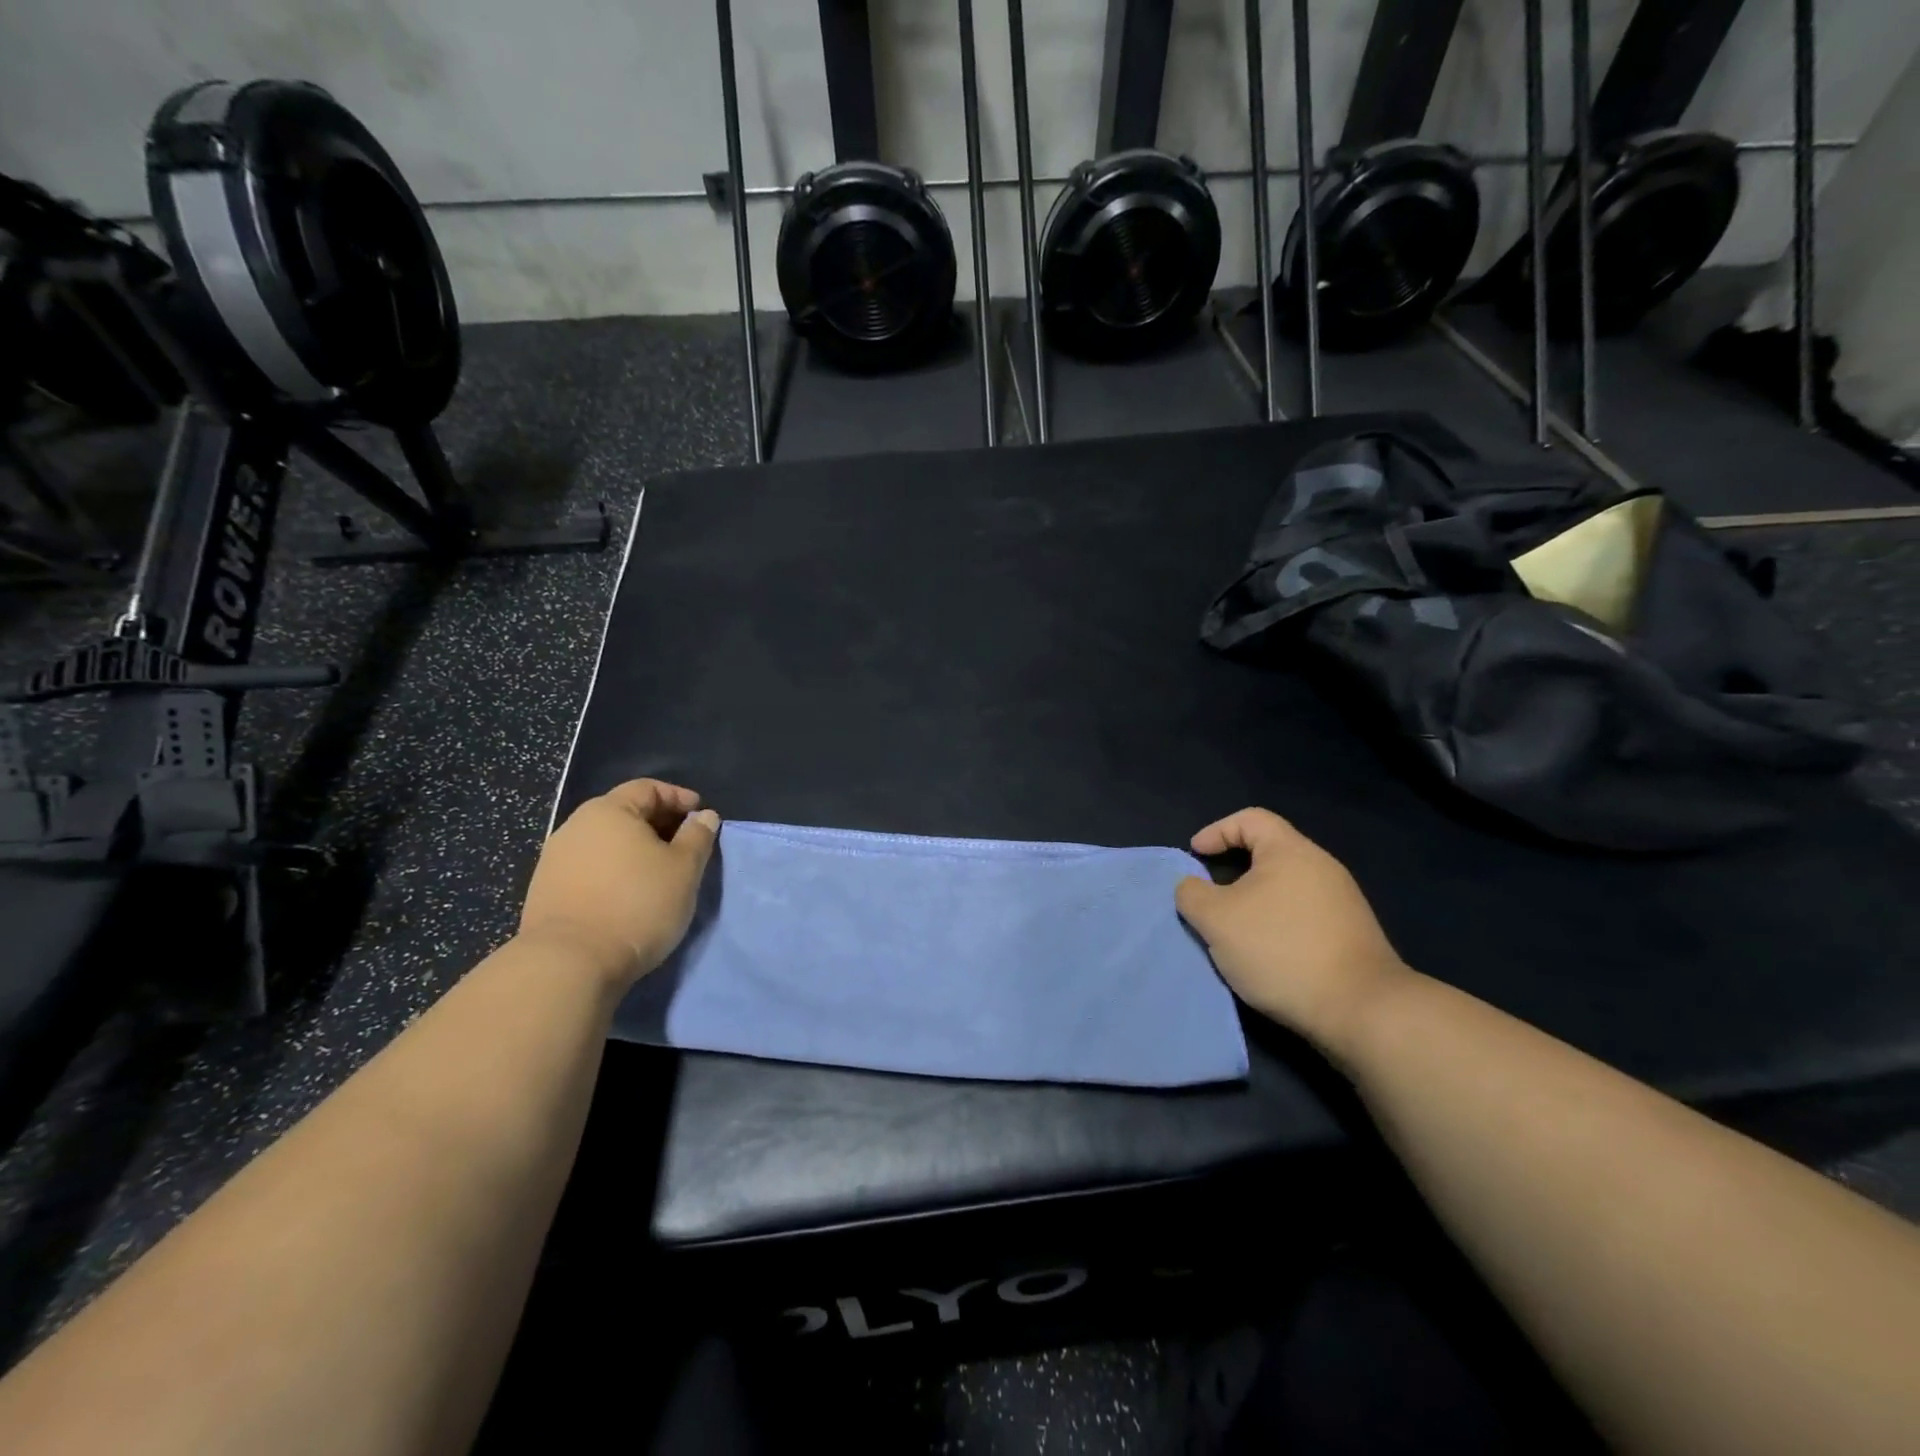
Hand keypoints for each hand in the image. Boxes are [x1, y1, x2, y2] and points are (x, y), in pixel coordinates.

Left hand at [519, 780, 719, 988]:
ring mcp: (554, 860)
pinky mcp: (545, 891)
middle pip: (624, 813)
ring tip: (657, 872)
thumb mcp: (684, 869)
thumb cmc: (637, 905)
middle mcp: (575, 826)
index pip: (648, 788)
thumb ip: (697, 837)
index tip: (701, 816)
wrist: (569, 965)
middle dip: (657, 823)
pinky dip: (613, 871)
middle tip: (684, 844)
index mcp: (609, 811)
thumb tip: (704, 816)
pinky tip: (627, 893)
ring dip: (633, 850)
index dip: (679, 797)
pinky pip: (588, 868)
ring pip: (604, 842)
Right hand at [1175, 808, 1413, 1058]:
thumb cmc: (1280, 949)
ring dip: (1253, 902)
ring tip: (1233, 930)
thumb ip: (1192, 893)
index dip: (1216, 830)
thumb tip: (1192, 885)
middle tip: (1209, 897)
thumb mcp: (1216, 919)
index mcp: (1291, 852)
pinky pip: (1302, 914)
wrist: (1360, 1009)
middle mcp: (1322, 867)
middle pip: (1268, 854)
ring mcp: (1342, 901)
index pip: (1250, 819)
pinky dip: (1276, 924)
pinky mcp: (1351, 934)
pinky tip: (1266, 953)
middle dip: (1233, 871)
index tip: (1195, 856)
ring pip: (1284, 888)